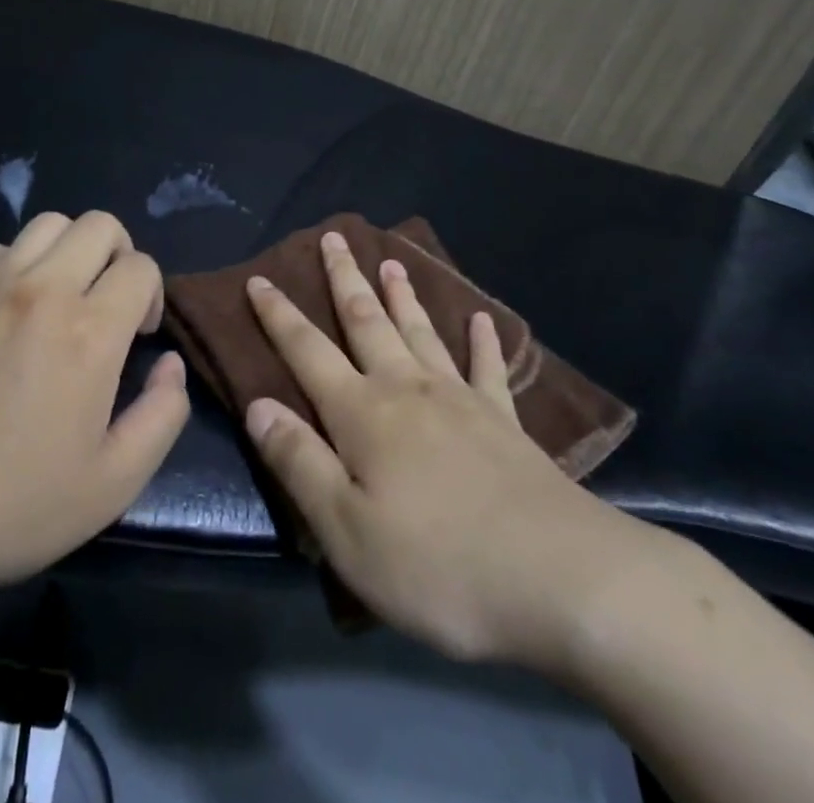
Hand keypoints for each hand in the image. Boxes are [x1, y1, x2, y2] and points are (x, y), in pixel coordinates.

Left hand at [0, 210, 189, 593]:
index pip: (141, 267)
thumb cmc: (15, 504)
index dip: (151, 296)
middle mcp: (44, 292)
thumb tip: (170, 365)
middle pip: (100, 226)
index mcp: (90, 332)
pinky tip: (8, 303)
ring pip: (48, 224)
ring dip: (70, 250)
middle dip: (120, 256)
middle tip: (108, 304)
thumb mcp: (114, 482)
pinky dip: (11, 263)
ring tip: (63, 296)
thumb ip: (163, 414)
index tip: (138, 337)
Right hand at [244, 232, 667, 670]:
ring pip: (421, 332)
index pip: (307, 350)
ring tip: (392, 262)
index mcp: (362, 414)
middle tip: (335, 237)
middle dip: (345, 279)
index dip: (279, 315)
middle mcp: (407, 389)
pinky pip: (487, 369)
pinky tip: (482, 320)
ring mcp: (460, 399)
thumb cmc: (436, 563)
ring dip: (403, 295)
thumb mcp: (346, 531)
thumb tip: (258, 404)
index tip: (259, 278)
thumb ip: (299, 462)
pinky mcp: (504, 421)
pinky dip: (482, 342)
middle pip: (367, 321)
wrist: (555, 575)